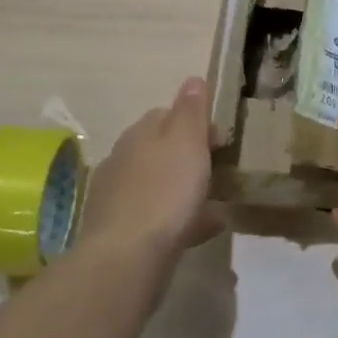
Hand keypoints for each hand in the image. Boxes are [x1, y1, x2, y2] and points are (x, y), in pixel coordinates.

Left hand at [79, 78, 225, 259]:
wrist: (126, 258)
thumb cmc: (164, 191)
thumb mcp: (187, 142)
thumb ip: (190, 111)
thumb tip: (192, 79)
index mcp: (139, 134)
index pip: (165, 115)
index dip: (193, 123)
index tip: (220, 140)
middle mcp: (122, 160)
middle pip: (160, 151)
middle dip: (188, 158)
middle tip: (219, 172)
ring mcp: (117, 198)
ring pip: (159, 186)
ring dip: (184, 190)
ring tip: (216, 204)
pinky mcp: (120, 233)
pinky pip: (156, 218)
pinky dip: (179, 219)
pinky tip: (202, 231)